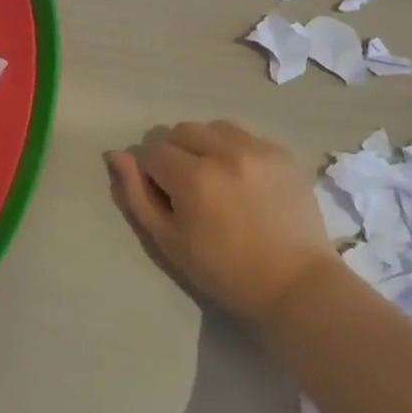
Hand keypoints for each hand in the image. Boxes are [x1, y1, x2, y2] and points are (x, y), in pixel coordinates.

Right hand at [107, 121, 342, 326]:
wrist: (295, 285)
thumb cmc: (224, 271)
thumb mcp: (168, 240)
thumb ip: (137, 194)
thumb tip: (116, 155)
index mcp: (194, 177)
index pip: (154, 152)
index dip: (152, 174)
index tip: (166, 198)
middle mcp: (225, 152)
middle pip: (182, 131)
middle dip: (176, 154)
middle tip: (189, 188)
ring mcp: (258, 149)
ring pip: (213, 128)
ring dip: (205, 146)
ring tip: (216, 179)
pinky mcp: (282, 152)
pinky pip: (245, 136)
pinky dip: (235, 150)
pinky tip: (243, 180)